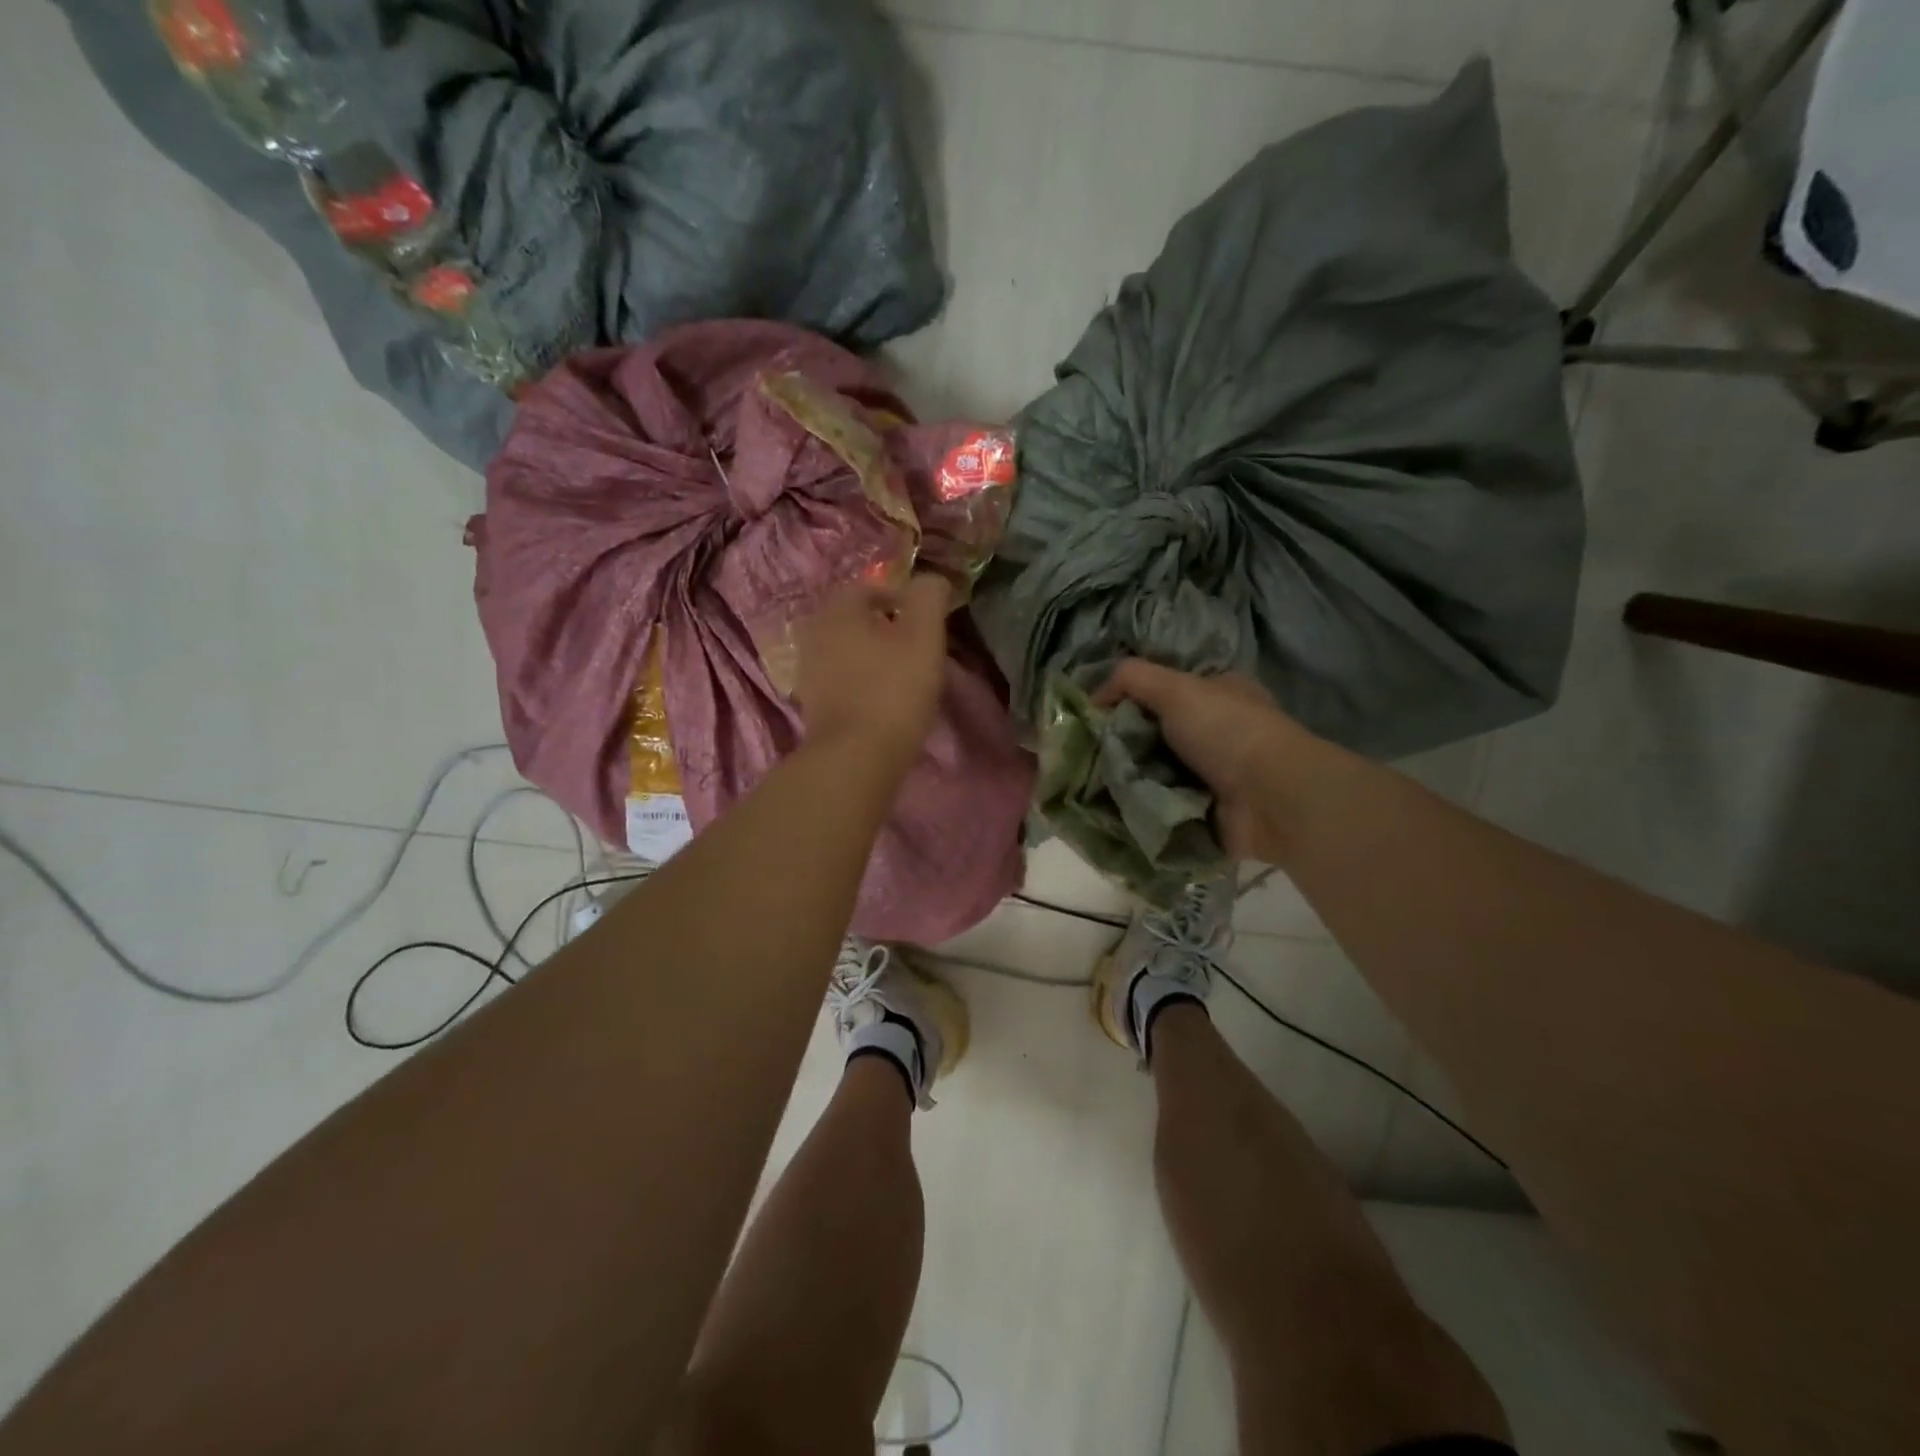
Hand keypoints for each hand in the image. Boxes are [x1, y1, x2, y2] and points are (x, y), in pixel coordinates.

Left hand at [795, 574, 952, 773]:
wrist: (854, 758)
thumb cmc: (892, 691)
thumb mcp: (924, 637)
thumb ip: (928, 598)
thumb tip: (930, 580)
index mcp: (838, 612)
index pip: (867, 587)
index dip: (900, 598)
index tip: (926, 621)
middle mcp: (814, 635)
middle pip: (854, 620)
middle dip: (884, 628)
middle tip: (916, 648)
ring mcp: (808, 673)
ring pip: (846, 652)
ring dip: (872, 657)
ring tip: (902, 677)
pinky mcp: (811, 707)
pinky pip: (840, 681)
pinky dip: (860, 684)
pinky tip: (882, 702)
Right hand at [1095, 660, 1317, 862]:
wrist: (1271, 799)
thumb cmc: (1227, 731)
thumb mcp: (1177, 688)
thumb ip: (1132, 678)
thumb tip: (1093, 696)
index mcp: (1218, 694)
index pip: (1164, 691)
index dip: (1129, 699)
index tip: (1095, 714)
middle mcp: (1216, 732)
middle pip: (1154, 735)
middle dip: (1123, 744)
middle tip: (1087, 753)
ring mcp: (1213, 775)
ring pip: (1154, 772)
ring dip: (1127, 779)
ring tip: (1092, 783)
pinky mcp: (1205, 812)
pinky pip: (1162, 807)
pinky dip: (1140, 808)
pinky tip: (1112, 807)